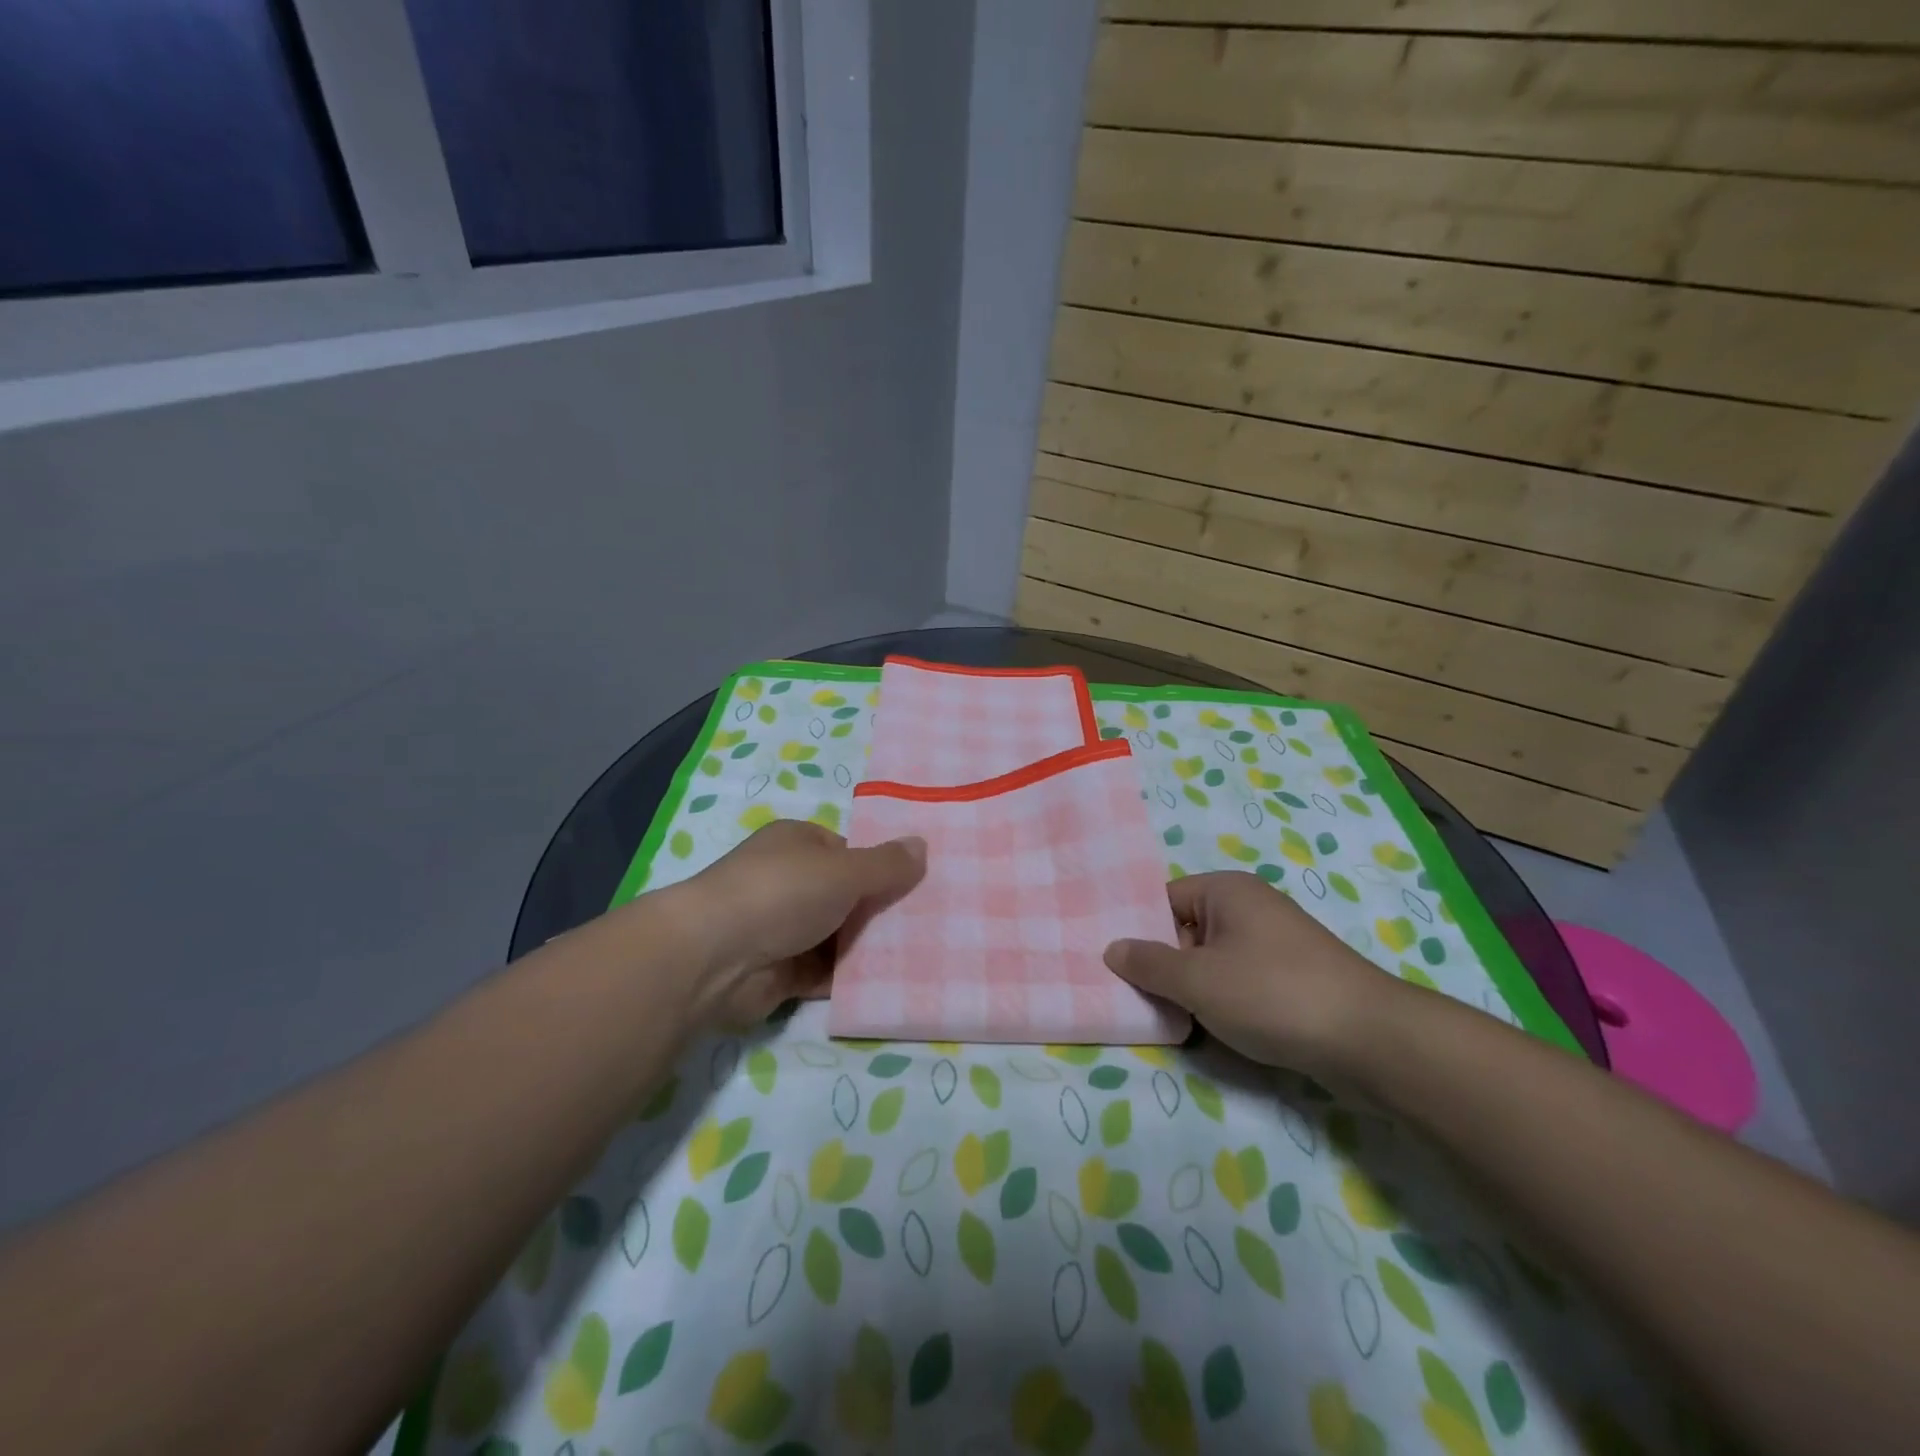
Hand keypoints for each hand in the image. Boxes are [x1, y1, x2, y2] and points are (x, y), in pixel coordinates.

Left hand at [675, 819, 925, 1027]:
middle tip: (927, 924)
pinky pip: (825, 973)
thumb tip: (922, 845)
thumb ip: (886, 864)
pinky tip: (888, 984)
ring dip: (868, 948)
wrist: (715, 958)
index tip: (917, 886)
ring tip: (919, 956)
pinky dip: (850, 979)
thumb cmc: (783, 893)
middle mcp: (788, 882)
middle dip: (879, 911)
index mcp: (797, 844)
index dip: (879, 867)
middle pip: (845, 895)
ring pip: (838, 936)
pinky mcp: (779, 972)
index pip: (847, 852)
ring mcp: (782, 928)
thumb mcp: (845, 870)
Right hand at [1104, 871, 1394, 1076]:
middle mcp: (1249, 907)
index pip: (1162, 899)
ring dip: (1189, 988)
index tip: (1112, 962)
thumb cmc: (1272, 994)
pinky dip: (1219, 1001)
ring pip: (1211, 960)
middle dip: (1161, 963)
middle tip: (1130, 994)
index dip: (1136, 929)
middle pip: (1185, 930)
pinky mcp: (1290, 978)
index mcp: (1225, 891)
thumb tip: (1112, 949)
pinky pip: (1237, 981)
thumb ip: (1148, 964)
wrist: (1369, 1040)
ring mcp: (1273, 943)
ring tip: (1161, 1015)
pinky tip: (1204, 1028)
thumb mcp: (1197, 980)